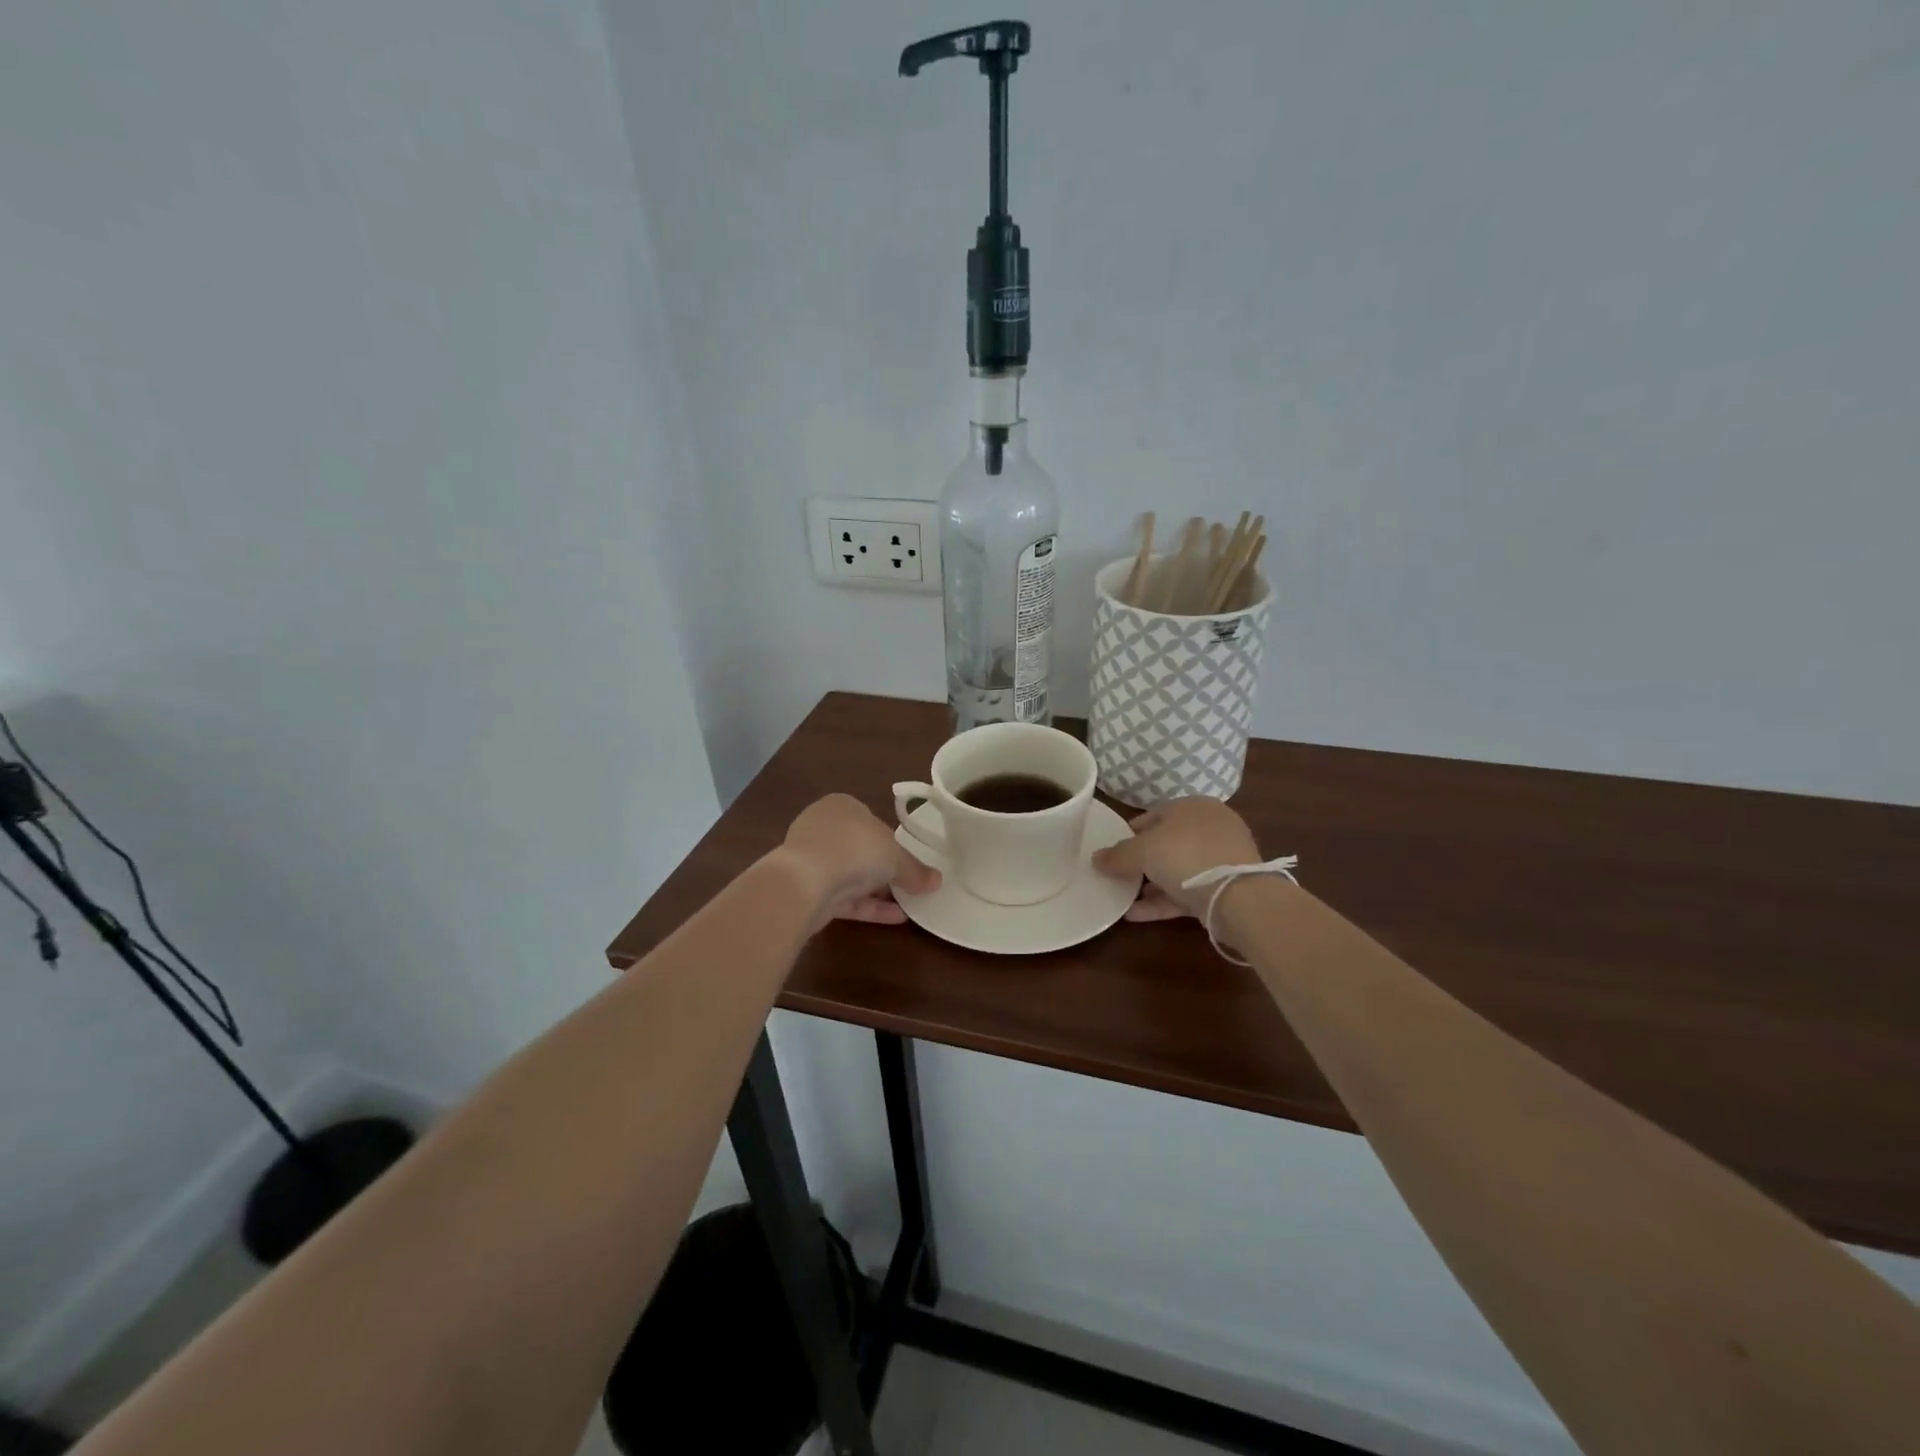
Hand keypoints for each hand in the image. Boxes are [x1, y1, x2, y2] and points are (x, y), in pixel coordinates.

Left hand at [778, 794, 940, 927]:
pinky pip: (845, 898)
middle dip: (882, 868)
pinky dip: (869, 907)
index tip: (907, 859)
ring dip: (877, 890)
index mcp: (842, 806)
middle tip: (909, 883)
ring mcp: (812, 860)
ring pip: (851, 875)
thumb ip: (916, 870)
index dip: (890, 840)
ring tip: (908, 905)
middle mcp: (823, 828)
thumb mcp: (896, 857)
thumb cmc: (855, 849)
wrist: (805, 881)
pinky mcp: (808, 890)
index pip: (870, 820)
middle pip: (860, 849)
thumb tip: (937, 881)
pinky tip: (896, 919)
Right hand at [1092, 798, 1260, 921]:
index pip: (1154, 815)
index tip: (1113, 851)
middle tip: (1117, 875)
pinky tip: (1134, 914)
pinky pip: (1186, 892)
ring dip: (1149, 885)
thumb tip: (1096, 858)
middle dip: (1141, 861)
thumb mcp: (1142, 851)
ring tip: (1121, 898)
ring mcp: (1220, 859)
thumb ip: (1117, 855)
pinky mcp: (1225, 889)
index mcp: (1192, 806)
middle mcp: (1209, 827)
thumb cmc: (1185, 855)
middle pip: (1166, 843)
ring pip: (1177, 869)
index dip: (1130, 833)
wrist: (1237, 895)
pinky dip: (1162, 901)